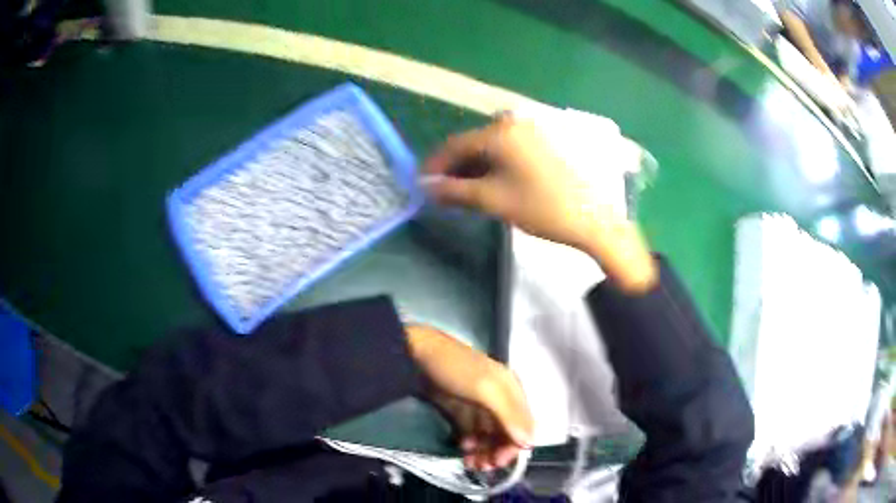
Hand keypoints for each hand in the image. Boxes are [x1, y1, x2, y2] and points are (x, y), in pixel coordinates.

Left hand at [405, 325, 532, 468]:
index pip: (523, 425)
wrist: (418, 352)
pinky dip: (470, 444)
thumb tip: (528, 444)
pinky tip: (462, 449)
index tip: (499, 462)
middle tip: (483, 467)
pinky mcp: (462, 411)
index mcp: (512, 391)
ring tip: (470, 463)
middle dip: (497, 452)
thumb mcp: (485, 389)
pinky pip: (472, 433)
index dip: (515, 446)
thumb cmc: (456, 368)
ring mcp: (480, 406)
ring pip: (489, 436)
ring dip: (484, 452)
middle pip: (506, 433)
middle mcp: (500, 400)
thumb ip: (508, 416)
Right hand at [423, 115, 607, 250]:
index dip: (435, 166)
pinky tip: (486, 186)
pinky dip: (492, 168)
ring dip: (472, 170)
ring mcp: (530, 133)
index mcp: (500, 132)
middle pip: (472, 145)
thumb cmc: (540, 207)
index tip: (421, 184)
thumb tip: (425, 187)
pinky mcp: (541, 145)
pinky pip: (506, 152)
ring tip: (461, 195)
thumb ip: (454, 191)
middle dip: (454, 170)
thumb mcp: (492, 200)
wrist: (590, 218)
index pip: (455, 145)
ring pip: (489, 149)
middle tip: (441, 194)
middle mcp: (513, 124)